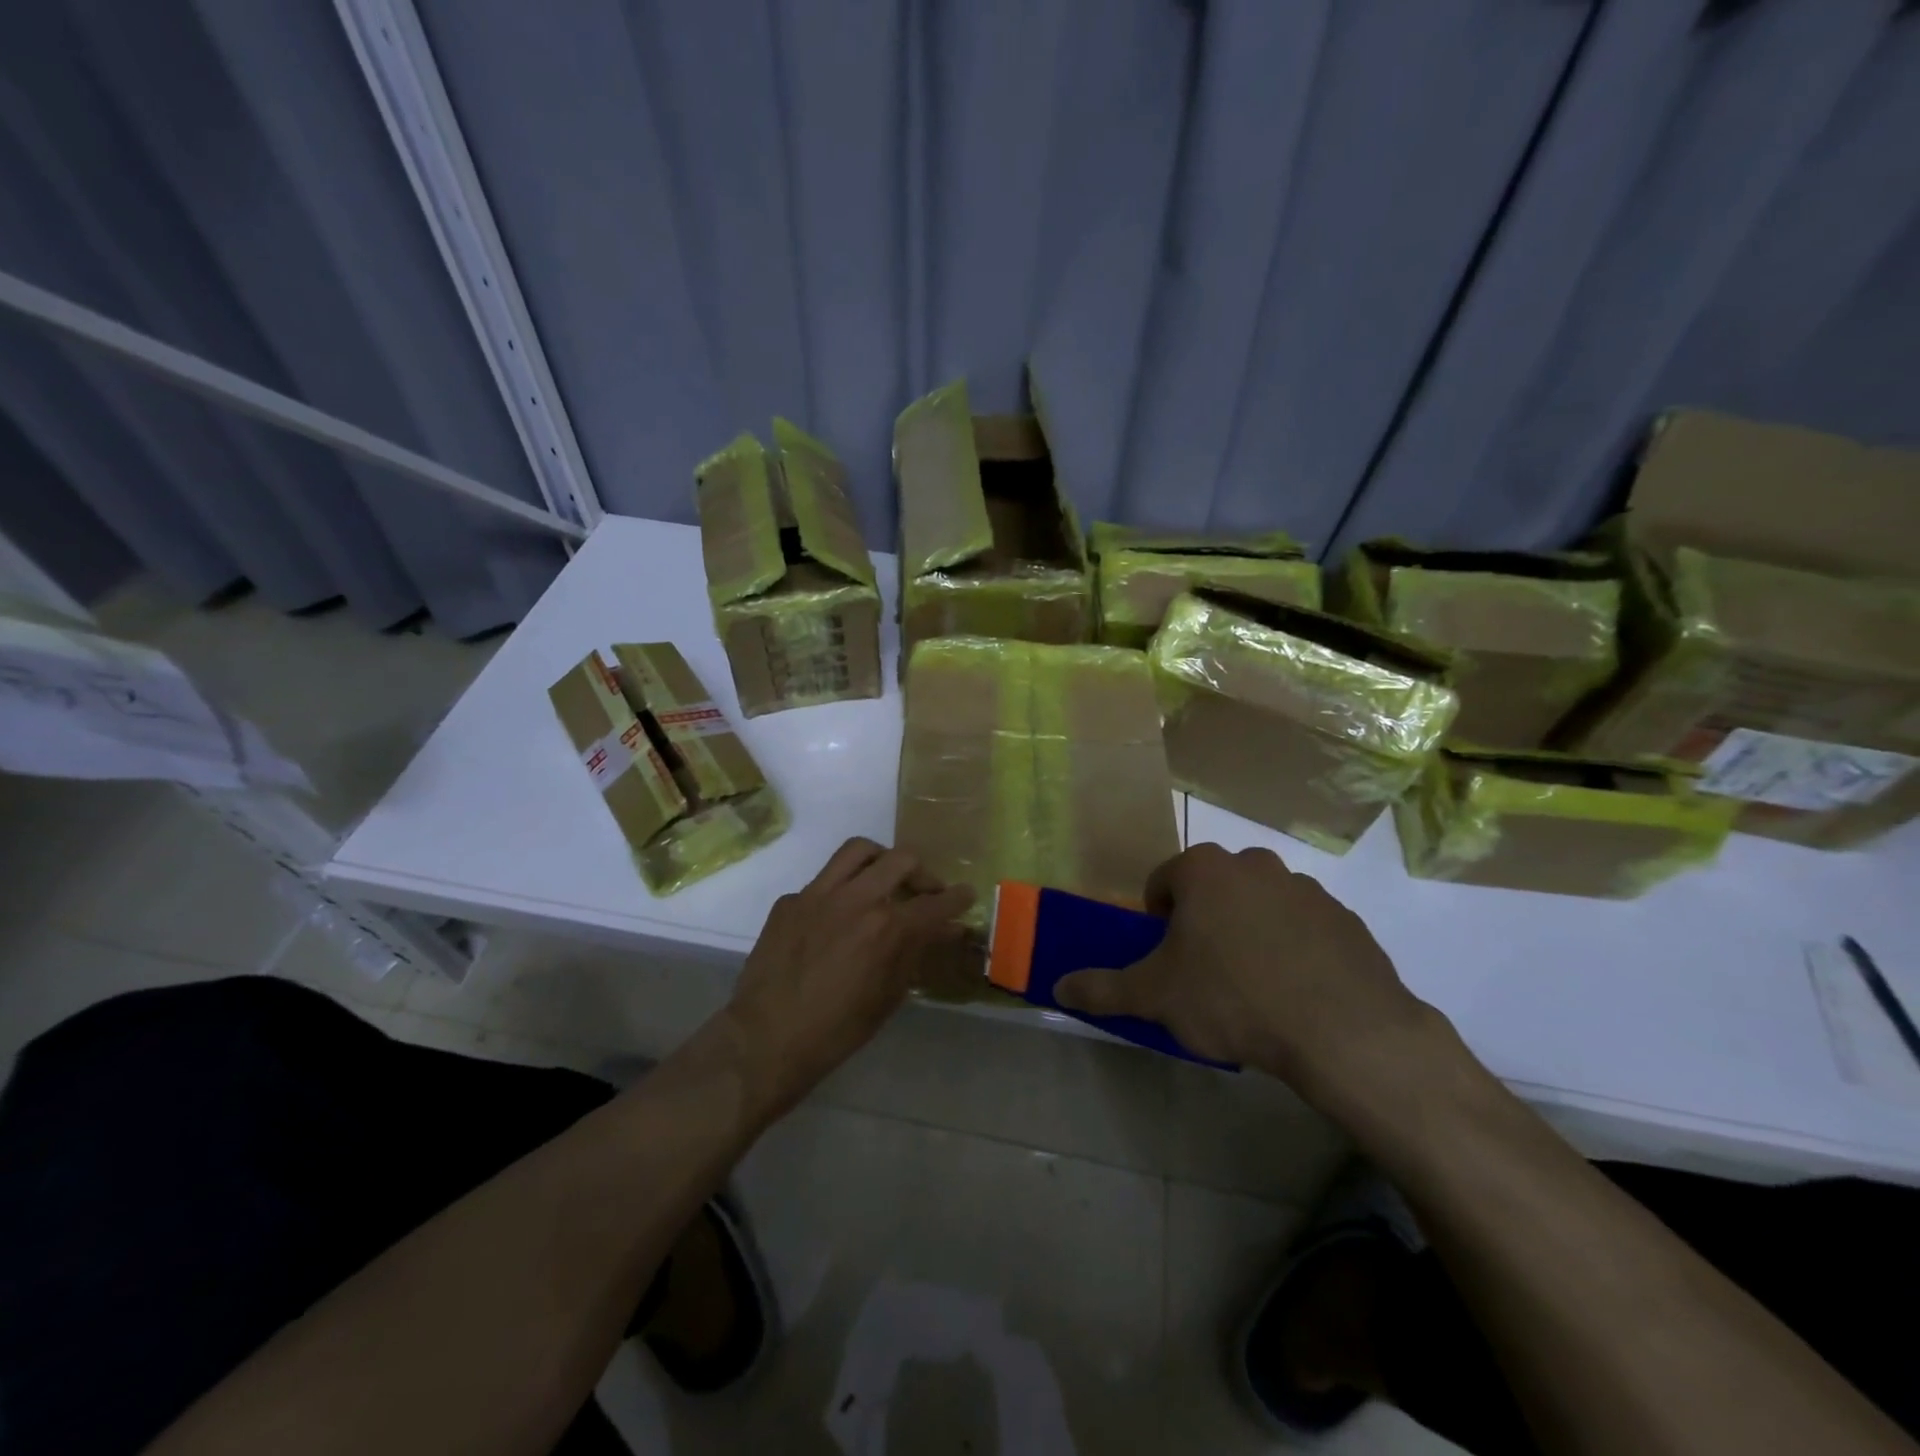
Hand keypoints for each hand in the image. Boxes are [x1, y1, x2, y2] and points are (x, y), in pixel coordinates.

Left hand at [724, 837, 973, 1120]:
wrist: (766, 1039)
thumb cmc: (837, 1030)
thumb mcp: (889, 996)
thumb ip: (916, 953)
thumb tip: (944, 930)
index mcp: (886, 927)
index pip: (935, 903)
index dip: (957, 898)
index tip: (966, 894)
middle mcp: (856, 898)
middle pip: (902, 860)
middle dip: (923, 873)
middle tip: (925, 892)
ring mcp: (818, 893)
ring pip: (859, 850)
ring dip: (881, 859)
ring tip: (885, 878)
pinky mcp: (790, 900)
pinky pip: (823, 879)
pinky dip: (841, 888)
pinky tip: (838, 914)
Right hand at [1053, 843, 1445, 1107]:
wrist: (1345, 1030)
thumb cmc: (1233, 998)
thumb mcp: (1155, 997)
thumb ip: (1102, 989)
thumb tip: (1057, 988)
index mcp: (1205, 870)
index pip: (1163, 881)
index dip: (1156, 920)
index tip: (1166, 959)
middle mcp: (1254, 864)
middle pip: (1212, 890)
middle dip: (1203, 923)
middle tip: (1205, 974)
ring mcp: (1306, 888)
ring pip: (1259, 906)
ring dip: (1248, 934)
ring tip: (1253, 989)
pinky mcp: (1346, 919)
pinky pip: (1303, 928)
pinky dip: (1293, 950)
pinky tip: (1295, 994)